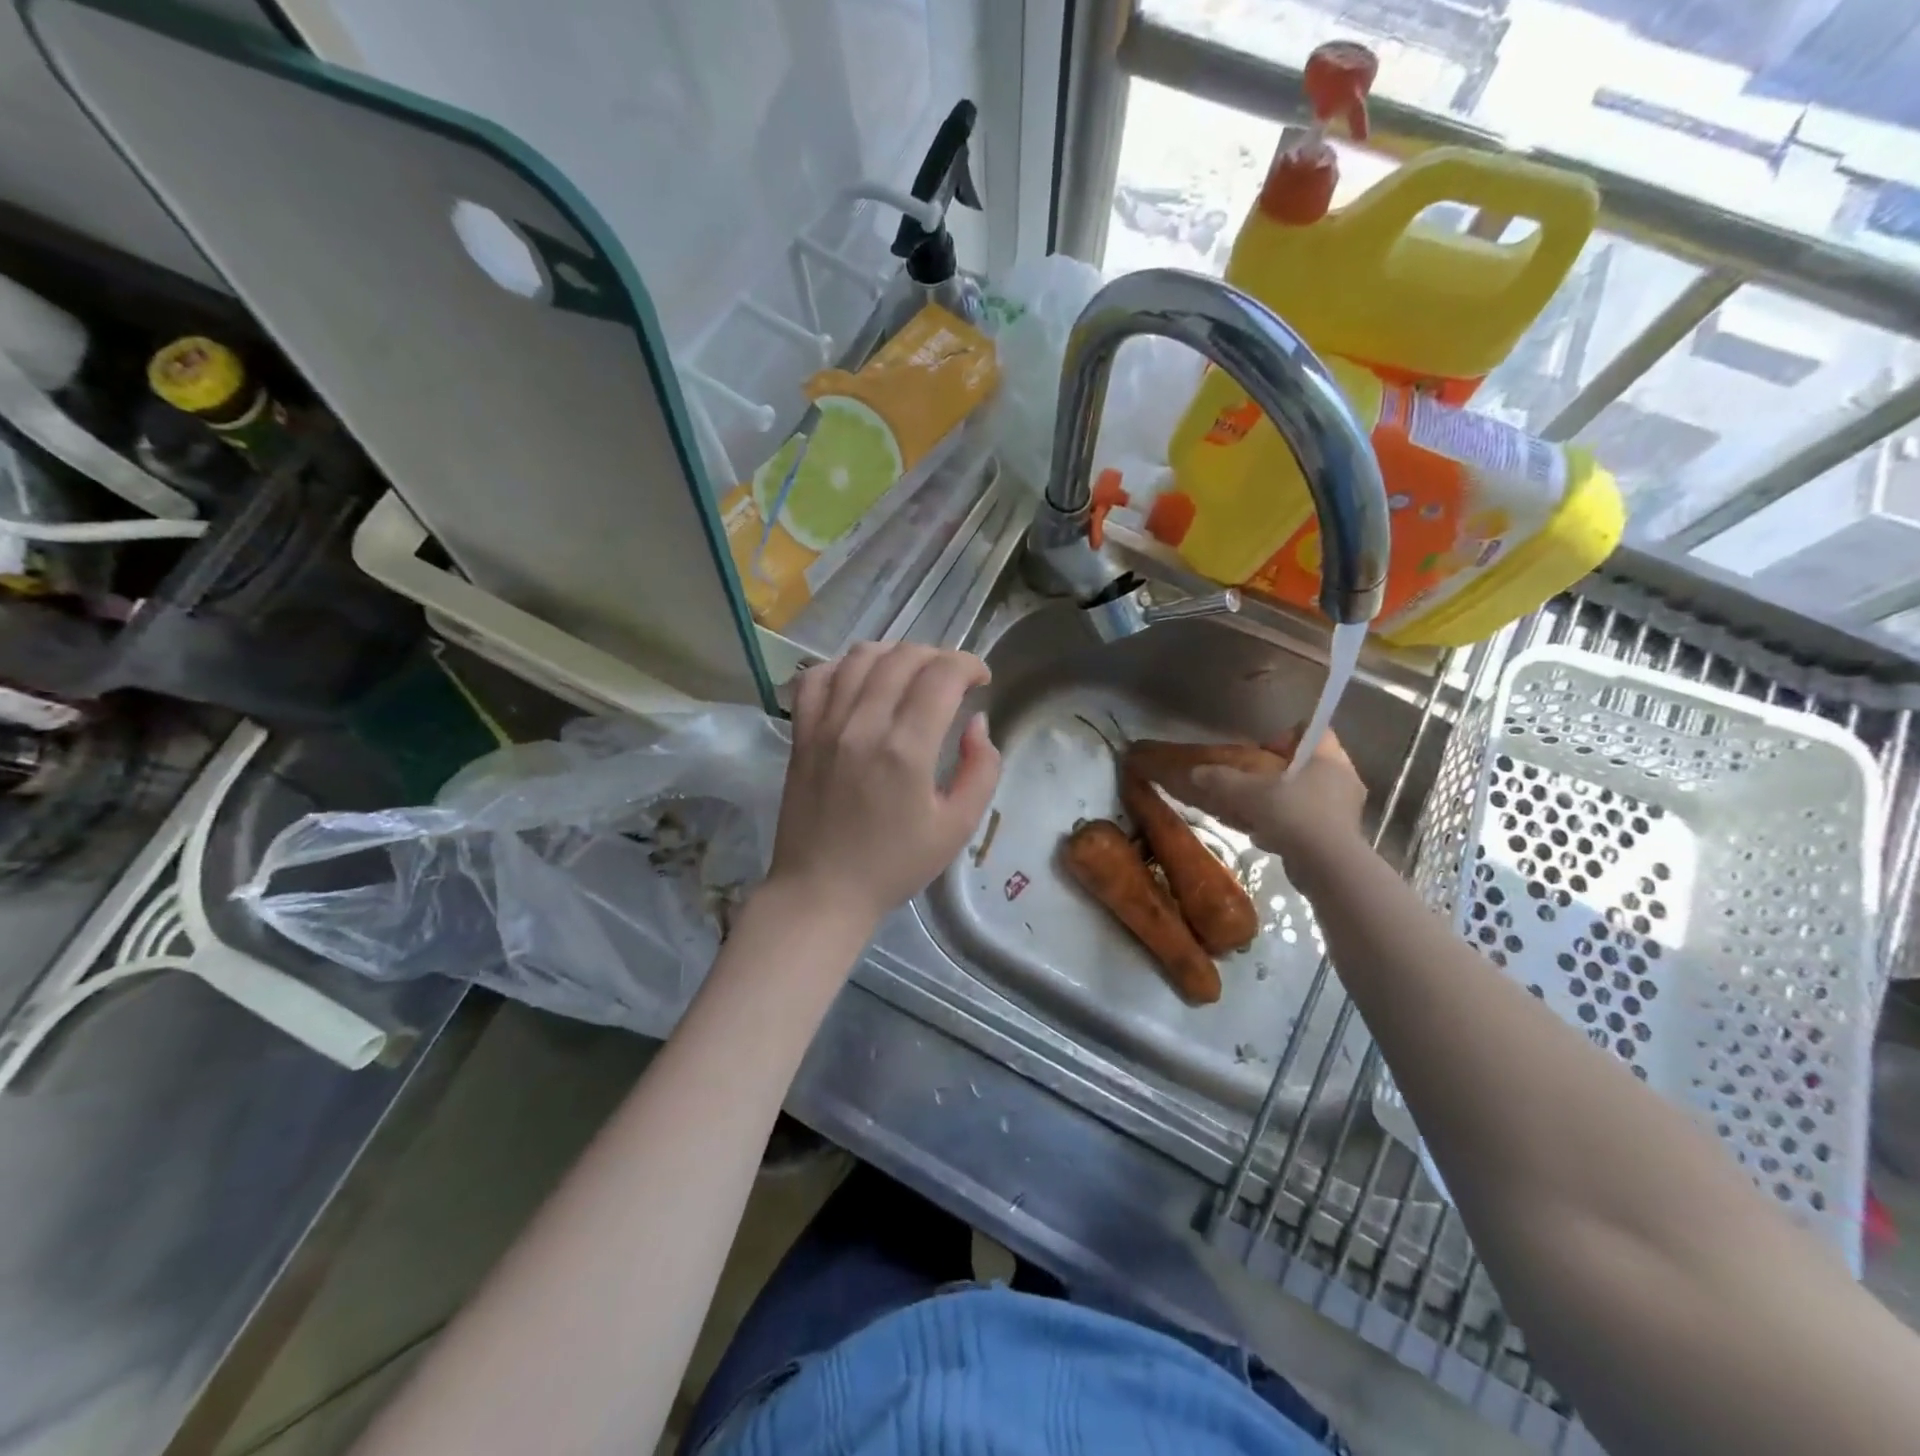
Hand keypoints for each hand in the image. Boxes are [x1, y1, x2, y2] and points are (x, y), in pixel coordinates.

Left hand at [767, 642, 1000, 929]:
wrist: (821, 891)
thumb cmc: (894, 865)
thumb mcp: (958, 828)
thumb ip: (982, 769)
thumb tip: (976, 721)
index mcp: (906, 750)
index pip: (941, 674)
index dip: (969, 664)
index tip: (981, 679)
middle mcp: (863, 725)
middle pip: (904, 656)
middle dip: (939, 656)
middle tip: (952, 680)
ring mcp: (825, 725)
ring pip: (861, 656)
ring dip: (895, 654)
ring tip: (911, 674)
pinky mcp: (801, 733)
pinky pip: (816, 676)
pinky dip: (843, 666)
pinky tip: (860, 681)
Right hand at [1180, 728, 1367, 885]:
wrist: (1327, 866)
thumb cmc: (1292, 815)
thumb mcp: (1247, 793)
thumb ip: (1221, 780)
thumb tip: (1196, 772)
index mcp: (1328, 758)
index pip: (1315, 731)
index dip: (1287, 736)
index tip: (1264, 752)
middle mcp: (1345, 779)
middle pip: (1310, 764)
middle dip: (1281, 773)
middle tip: (1256, 782)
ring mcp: (1347, 809)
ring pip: (1310, 795)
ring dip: (1284, 801)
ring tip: (1257, 813)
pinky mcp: (1343, 836)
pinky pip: (1313, 820)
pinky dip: (1291, 825)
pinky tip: (1268, 838)